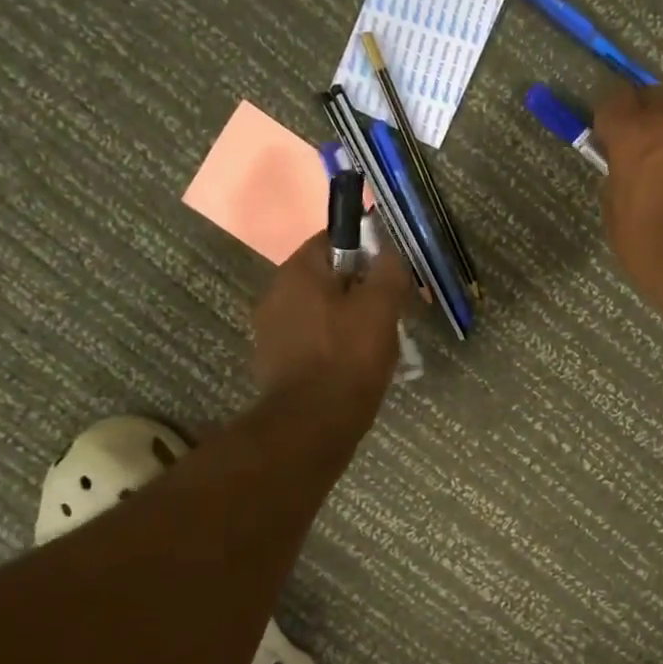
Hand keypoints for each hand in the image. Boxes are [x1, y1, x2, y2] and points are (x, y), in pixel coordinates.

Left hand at [253, 236, 412, 413]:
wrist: (311, 424)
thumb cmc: (349, 358)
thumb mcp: (381, 308)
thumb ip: (388, 271)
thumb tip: (388, 252)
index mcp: (299, 271)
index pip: (335, 239)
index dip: (368, 251)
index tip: (390, 275)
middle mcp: (276, 292)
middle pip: (328, 277)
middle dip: (360, 290)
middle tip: (390, 312)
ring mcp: (271, 329)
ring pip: (320, 310)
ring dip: (347, 319)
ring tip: (376, 343)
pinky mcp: (275, 361)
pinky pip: (311, 339)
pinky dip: (332, 345)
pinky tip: (353, 366)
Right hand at [592, 85, 662, 326]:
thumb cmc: (653, 247)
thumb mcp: (616, 217)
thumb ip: (617, 182)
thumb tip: (625, 172)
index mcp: (636, 134)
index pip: (613, 101)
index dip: (607, 122)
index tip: (605, 144)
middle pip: (654, 97)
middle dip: (642, 116)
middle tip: (634, 150)